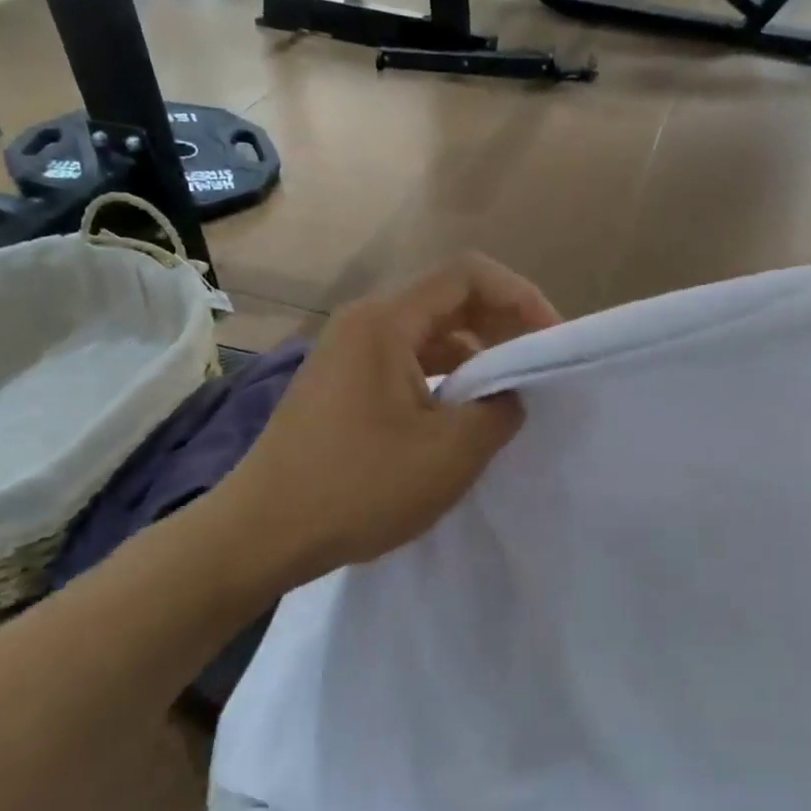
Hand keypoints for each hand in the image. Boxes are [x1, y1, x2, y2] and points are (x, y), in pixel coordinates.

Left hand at [219, 254, 560, 585]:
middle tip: (536, 366)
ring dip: (473, 356)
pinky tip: (458, 418)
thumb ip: (499, 411)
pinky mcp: (341, 386)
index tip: (549, 341)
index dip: (519, 297)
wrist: (260, 534)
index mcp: (386, 321)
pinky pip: (405, 363)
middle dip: (501, 326)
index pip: (467, 275)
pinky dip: (442, 379)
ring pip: (427, 335)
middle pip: (448, 300)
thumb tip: (508, 397)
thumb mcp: (450, 452)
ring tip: (504, 397)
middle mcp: (364, 323)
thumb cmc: (357, 486)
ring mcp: (347, 354)